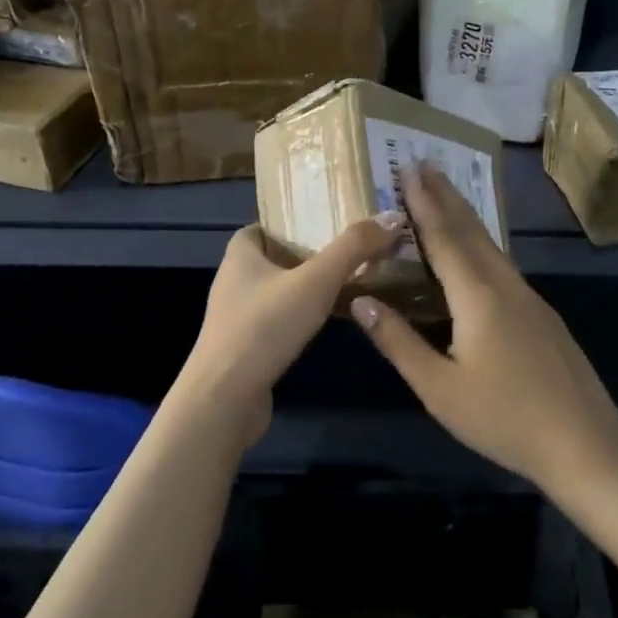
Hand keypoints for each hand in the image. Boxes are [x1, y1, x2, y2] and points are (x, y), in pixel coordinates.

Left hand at [177, 214, 403, 444]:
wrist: (225, 401)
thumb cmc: (264, 328)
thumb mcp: (316, 281)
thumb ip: (354, 248)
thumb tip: (393, 217)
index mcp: (240, 254)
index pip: (266, 225)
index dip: (295, 222)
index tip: (332, 223)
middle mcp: (235, 281)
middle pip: (278, 257)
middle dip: (312, 254)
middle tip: (353, 251)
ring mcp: (239, 317)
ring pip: (281, 291)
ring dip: (310, 288)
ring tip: (351, 283)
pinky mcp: (247, 349)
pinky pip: (281, 321)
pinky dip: (304, 317)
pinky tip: (331, 322)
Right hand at [348, 164, 617, 495]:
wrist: (585, 444)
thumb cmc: (505, 418)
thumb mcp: (439, 388)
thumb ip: (399, 341)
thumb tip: (360, 299)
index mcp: (477, 296)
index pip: (443, 237)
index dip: (423, 203)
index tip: (409, 169)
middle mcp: (505, 285)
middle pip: (471, 230)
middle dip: (445, 196)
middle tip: (425, 164)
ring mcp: (529, 298)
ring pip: (491, 245)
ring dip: (465, 216)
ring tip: (445, 194)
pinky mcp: (542, 314)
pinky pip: (502, 263)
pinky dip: (481, 242)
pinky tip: (478, 250)